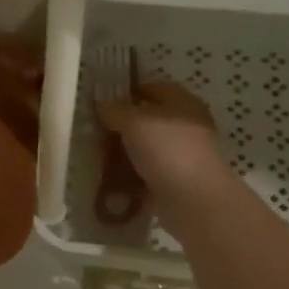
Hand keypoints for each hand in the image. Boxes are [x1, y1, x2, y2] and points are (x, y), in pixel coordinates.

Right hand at [97, 80, 229, 203]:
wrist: (193, 199)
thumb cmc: (167, 149)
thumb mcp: (134, 121)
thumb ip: (114, 110)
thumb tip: (101, 104)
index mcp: (182, 103)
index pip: (152, 88)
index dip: (127, 93)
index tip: (101, 103)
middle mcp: (183, 126)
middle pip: (145, 121)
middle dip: (119, 127)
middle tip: (95, 135)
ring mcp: (179, 155)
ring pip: (143, 148)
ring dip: (121, 153)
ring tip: (98, 158)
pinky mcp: (173, 181)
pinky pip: (144, 173)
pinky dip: (128, 175)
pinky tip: (110, 178)